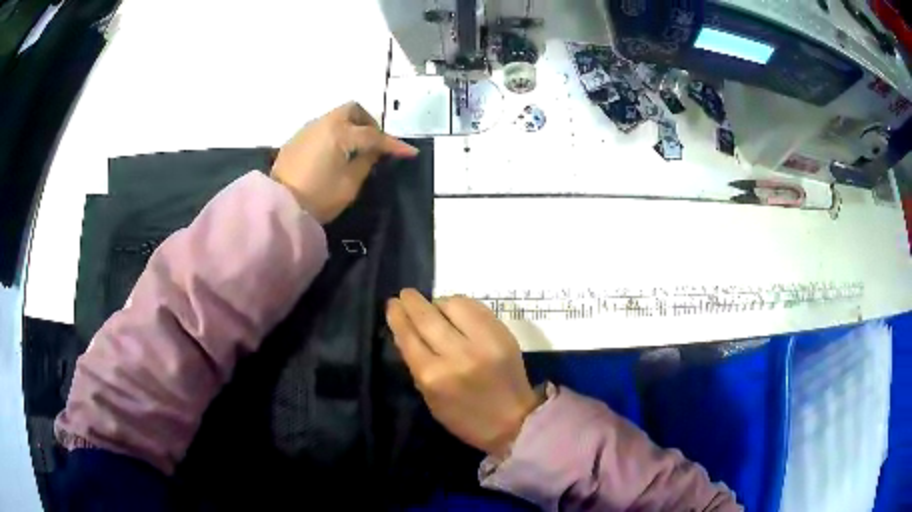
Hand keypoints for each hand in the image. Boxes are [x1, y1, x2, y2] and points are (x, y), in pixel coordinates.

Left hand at [271, 102, 417, 223]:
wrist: (280, 207)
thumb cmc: (318, 197)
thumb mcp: (350, 183)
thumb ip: (366, 161)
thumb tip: (374, 150)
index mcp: (339, 132)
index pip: (373, 135)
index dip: (393, 144)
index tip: (410, 152)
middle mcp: (323, 123)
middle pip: (353, 110)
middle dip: (369, 123)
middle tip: (375, 143)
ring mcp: (307, 129)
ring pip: (336, 116)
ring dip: (351, 127)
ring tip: (356, 149)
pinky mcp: (296, 139)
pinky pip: (322, 127)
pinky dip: (335, 133)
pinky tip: (335, 153)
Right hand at [386, 289, 541, 457]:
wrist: (514, 421)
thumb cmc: (465, 417)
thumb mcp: (431, 398)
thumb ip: (416, 364)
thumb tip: (404, 332)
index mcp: (434, 376)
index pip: (409, 336)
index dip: (397, 317)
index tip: (392, 304)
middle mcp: (457, 354)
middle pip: (427, 317)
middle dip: (412, 302)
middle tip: (405, 295)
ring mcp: (483, 341)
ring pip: (452, 305)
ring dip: (438, 303)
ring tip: (434, 307)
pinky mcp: (502, 333)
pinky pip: (476, 307)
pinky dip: (461, 304)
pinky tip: (455, 309)